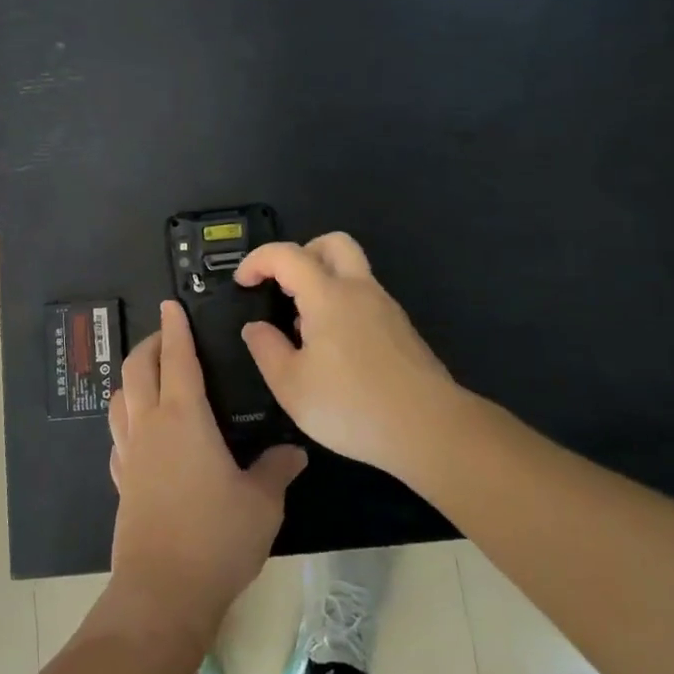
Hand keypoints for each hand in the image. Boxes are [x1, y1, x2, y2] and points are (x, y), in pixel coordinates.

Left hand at [108, 300, 306, 646]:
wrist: (162, 592)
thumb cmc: (216, 537)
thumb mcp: (261, 503)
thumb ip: (276, 470)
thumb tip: (294, 452)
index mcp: (184, 417)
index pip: (177, 358)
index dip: (175, 328)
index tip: (171, 305)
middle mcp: (151, 425)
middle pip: (138, 368)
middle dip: (149, 344)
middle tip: (165, 334)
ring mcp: (130, 454)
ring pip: (120, 398)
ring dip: (132, 377)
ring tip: (149, 375)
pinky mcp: (121, 481)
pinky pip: (118, 435)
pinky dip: (127, 418)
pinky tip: (140, 431)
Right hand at [235, 232, 463, 477]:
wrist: (430, 429)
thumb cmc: (352, 406)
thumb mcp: (291, 386)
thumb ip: (266, 349)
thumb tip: (255, 327)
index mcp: (328, 295)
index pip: (287, 255)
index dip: (258, 260)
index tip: (243, 283)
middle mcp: (360, 290)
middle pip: (333, 244)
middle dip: (302, 253)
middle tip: (284, 286)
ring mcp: (386, 309)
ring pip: (353, 271)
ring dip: (323, 282)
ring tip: (304, 329)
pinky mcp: (401, 331)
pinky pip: (365, 299)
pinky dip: (343, 306)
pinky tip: (334, 351)